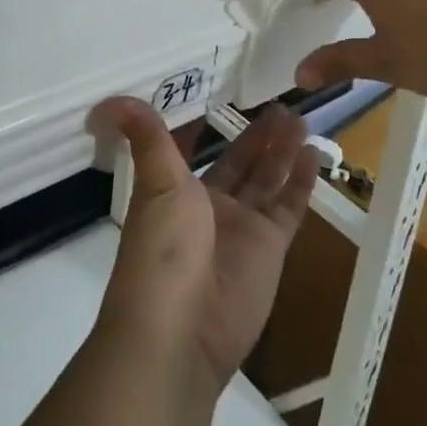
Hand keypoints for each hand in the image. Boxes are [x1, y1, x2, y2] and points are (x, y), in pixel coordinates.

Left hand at [90, 99, 318, 392]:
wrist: (180, 330)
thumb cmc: (162, 248)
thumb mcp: (156, 183)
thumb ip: (148, 138)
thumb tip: (114, 99)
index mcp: (177, 190)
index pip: (197, 151)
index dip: (210, 128)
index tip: (226, 95)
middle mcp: (211, 206)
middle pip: (241, 162)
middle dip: (259, 135)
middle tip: (281, 102)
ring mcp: (243, 228)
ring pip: (268, 179)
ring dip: (282, 150)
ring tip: (299, 116)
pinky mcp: (271, 249)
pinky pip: (289, 207)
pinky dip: (301, 181)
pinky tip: (312, 152)